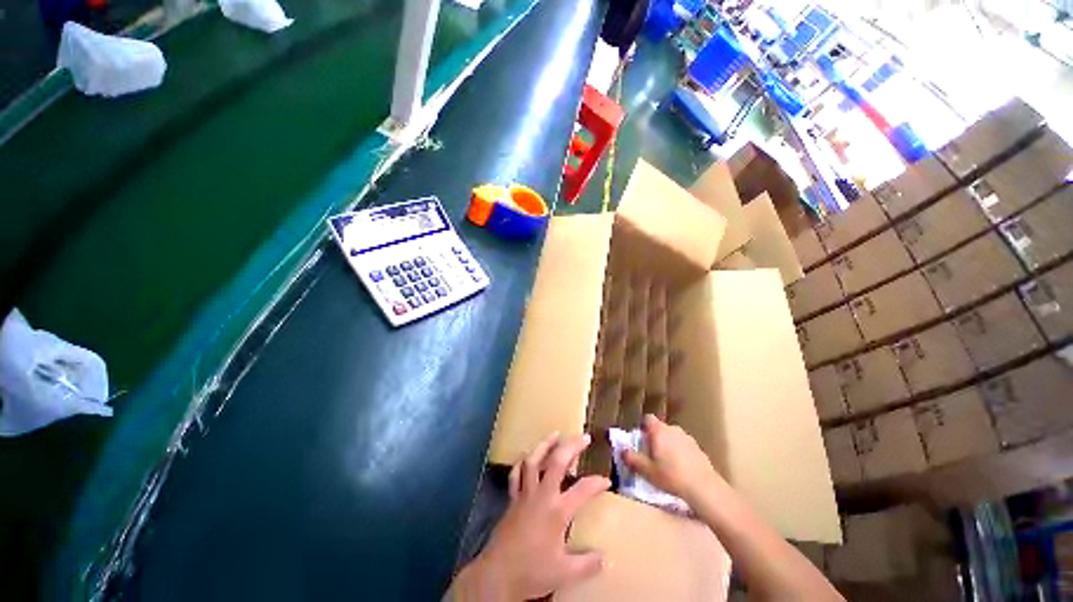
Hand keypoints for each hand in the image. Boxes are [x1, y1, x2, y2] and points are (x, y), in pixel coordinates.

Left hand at [453, 433, 610, 600]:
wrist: (497, 574)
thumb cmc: (532, 571)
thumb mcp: (564, 573)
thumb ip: (587, 564)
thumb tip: (605, 557)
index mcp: (557, 511)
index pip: (583, 489)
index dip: (597, 483)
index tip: (607, 481)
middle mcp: (542, 495)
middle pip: (557, 462)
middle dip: (572, 446)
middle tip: (584, 437)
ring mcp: (525, 493)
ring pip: (534, 460)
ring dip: (545, 445)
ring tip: (555, 434)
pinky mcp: (513, 498)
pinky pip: (516, 473)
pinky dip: (522, 462)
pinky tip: (527, 456)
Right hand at [623, 414, 723, 505]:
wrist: (704, 488)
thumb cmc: (671, 476)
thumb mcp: (646, 471)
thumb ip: (632, 458)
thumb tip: (621, 450)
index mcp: (659, 430)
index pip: (647, 418)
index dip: (642, 427)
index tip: (641, 440)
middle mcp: (673, 429)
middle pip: (660, 428)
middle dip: (655, 438)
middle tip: (651, 455)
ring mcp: (688, 438)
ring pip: (673, 437)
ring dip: (668, 445)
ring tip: (667, 464)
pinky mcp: (699, 449)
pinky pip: (684, 446)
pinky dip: (680, 453)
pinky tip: (681, 470)